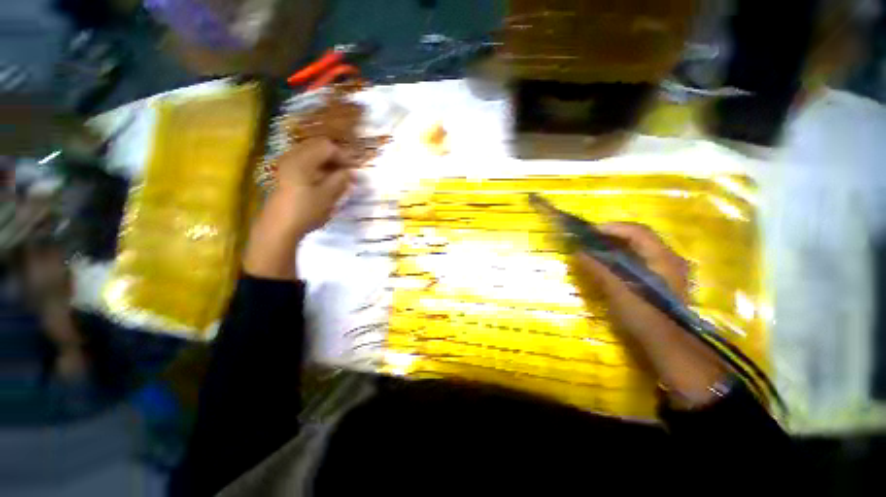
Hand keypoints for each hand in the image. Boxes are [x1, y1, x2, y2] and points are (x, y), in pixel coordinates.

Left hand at [244, 139, 354, 279]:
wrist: (278, 228)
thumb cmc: (305, 211)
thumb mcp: (327, 196)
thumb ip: (340, 180)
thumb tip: (350, 172)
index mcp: (302, 160)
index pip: (327, 147)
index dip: (343, 156)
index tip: (354, 169)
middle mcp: (292, 157)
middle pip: (317, 147)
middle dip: (335, 157)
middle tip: (348, 172)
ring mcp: (286, 165)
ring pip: (311, 154)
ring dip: (327, 162)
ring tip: (338, 177)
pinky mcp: (285, 174)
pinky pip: (304, 162)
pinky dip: (317, 167)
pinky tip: (324, 180)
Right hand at [571, 223, 689, 337]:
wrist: (669, 347)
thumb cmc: (646, 318)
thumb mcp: (619, 293)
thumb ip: (599, 271)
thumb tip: (578, 252)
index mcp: (663, 258)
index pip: (637, 231)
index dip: (611, 228)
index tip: (588, 232)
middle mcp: (668, 258)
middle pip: (637, 237)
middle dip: (611, 236)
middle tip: (588, 241)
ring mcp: (666, 269)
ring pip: (638, 248)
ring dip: (615, 246)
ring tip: (594, 251)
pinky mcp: (660, 280)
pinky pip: (638, 260)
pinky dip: (621, 258)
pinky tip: (608, 265)